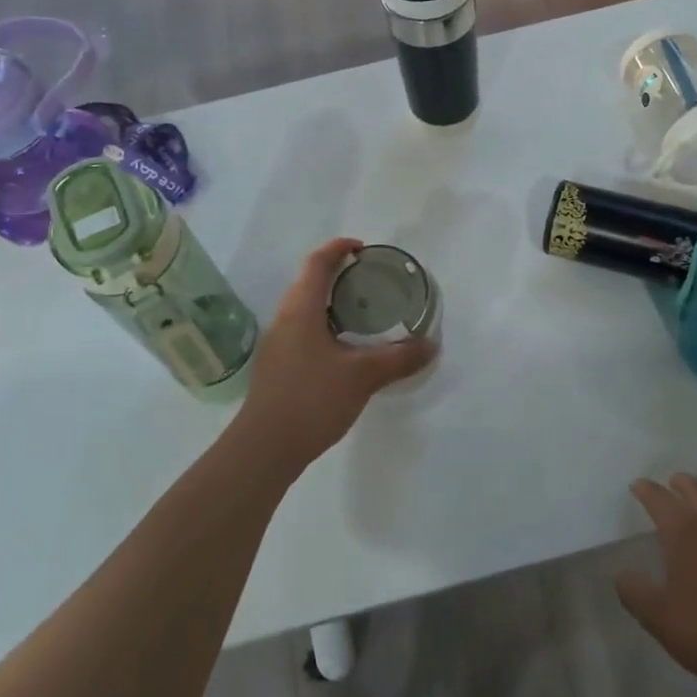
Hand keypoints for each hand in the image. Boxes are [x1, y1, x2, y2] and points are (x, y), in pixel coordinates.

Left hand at [234, 238, 436, 474]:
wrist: (264, 448)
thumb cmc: (311, 399)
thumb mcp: (362, 377)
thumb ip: (398, 359)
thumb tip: (431, 345)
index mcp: (301, 309)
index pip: (317, 263)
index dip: (338, 248)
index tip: (363, 248)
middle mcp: (285, 318)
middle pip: (309, 282)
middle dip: (338, 274)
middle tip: (371, 280)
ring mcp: (278, 343)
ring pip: (305, 308)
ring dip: (331, 302)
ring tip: (363, 312)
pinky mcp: (277, 366)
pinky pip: (302, 330)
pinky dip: (325, 325)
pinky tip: (344, 348)